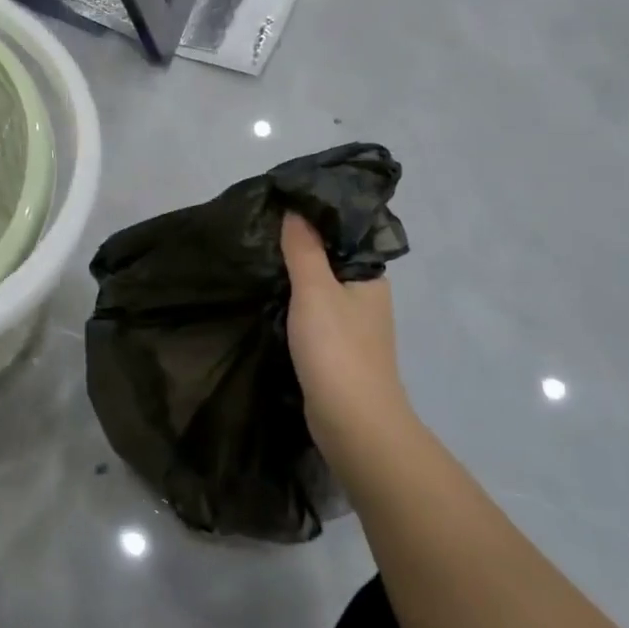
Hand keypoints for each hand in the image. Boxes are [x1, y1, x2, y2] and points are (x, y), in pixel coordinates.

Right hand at [281, 213, 415, 471]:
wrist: (353, 423)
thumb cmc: (337, 349)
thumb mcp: (315, 290)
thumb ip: (304, 248)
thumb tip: (295, 209)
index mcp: (370, 276)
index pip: (344, 234)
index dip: (314, 217)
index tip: (279, 203)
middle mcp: (366, 297)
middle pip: (330, 260)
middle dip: (299, 246)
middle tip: (260, 228)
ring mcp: (352, 326)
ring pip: (319, 289)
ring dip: (294, 277)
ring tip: (257, 257)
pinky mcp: (335, 350)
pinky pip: (312, 314)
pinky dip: (293, 304)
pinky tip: (268, 297)